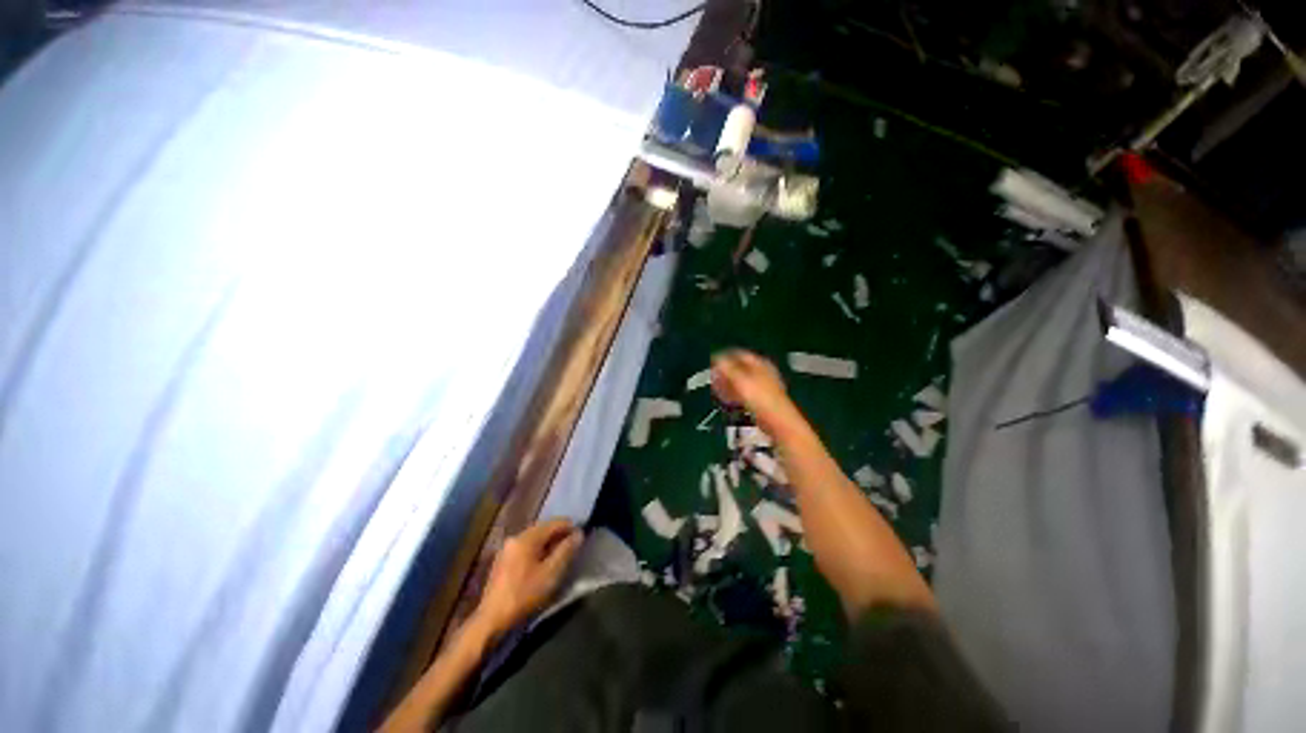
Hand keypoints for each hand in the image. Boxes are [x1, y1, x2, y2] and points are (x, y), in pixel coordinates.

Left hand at [475, 519, 582, 636]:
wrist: (496, 613)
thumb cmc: (526, 593)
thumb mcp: (551, 574)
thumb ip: (565, 552)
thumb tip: (578, 534)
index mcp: (525, 539)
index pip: (551, 523)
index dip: (569, 526)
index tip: (584, 532)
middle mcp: (513, 538)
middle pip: (540, 530)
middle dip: (558, 535)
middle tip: (575, 544)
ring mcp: (506, 550)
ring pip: (532, 540)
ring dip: (548, 544)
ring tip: (563, 554)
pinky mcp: (502, 561)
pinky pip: (524, 549)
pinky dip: (537, 551)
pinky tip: (544, 563)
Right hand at [711, 350, 795, 431]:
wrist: (777, 419)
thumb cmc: (760, 398)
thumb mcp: (741, 380)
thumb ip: (728, 368)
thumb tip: (717, 358)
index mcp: (760, 363)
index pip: (739, 355)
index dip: (724, 358)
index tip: (712, 364)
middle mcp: (763, 372)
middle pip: (740, 368)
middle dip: (725, 373)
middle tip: (714, 379)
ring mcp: (763, 386)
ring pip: (742, 382)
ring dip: (729, 385)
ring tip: (718, 391)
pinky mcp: (762, 400)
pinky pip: (745, 394)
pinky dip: (735, 395)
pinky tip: (728, 401)